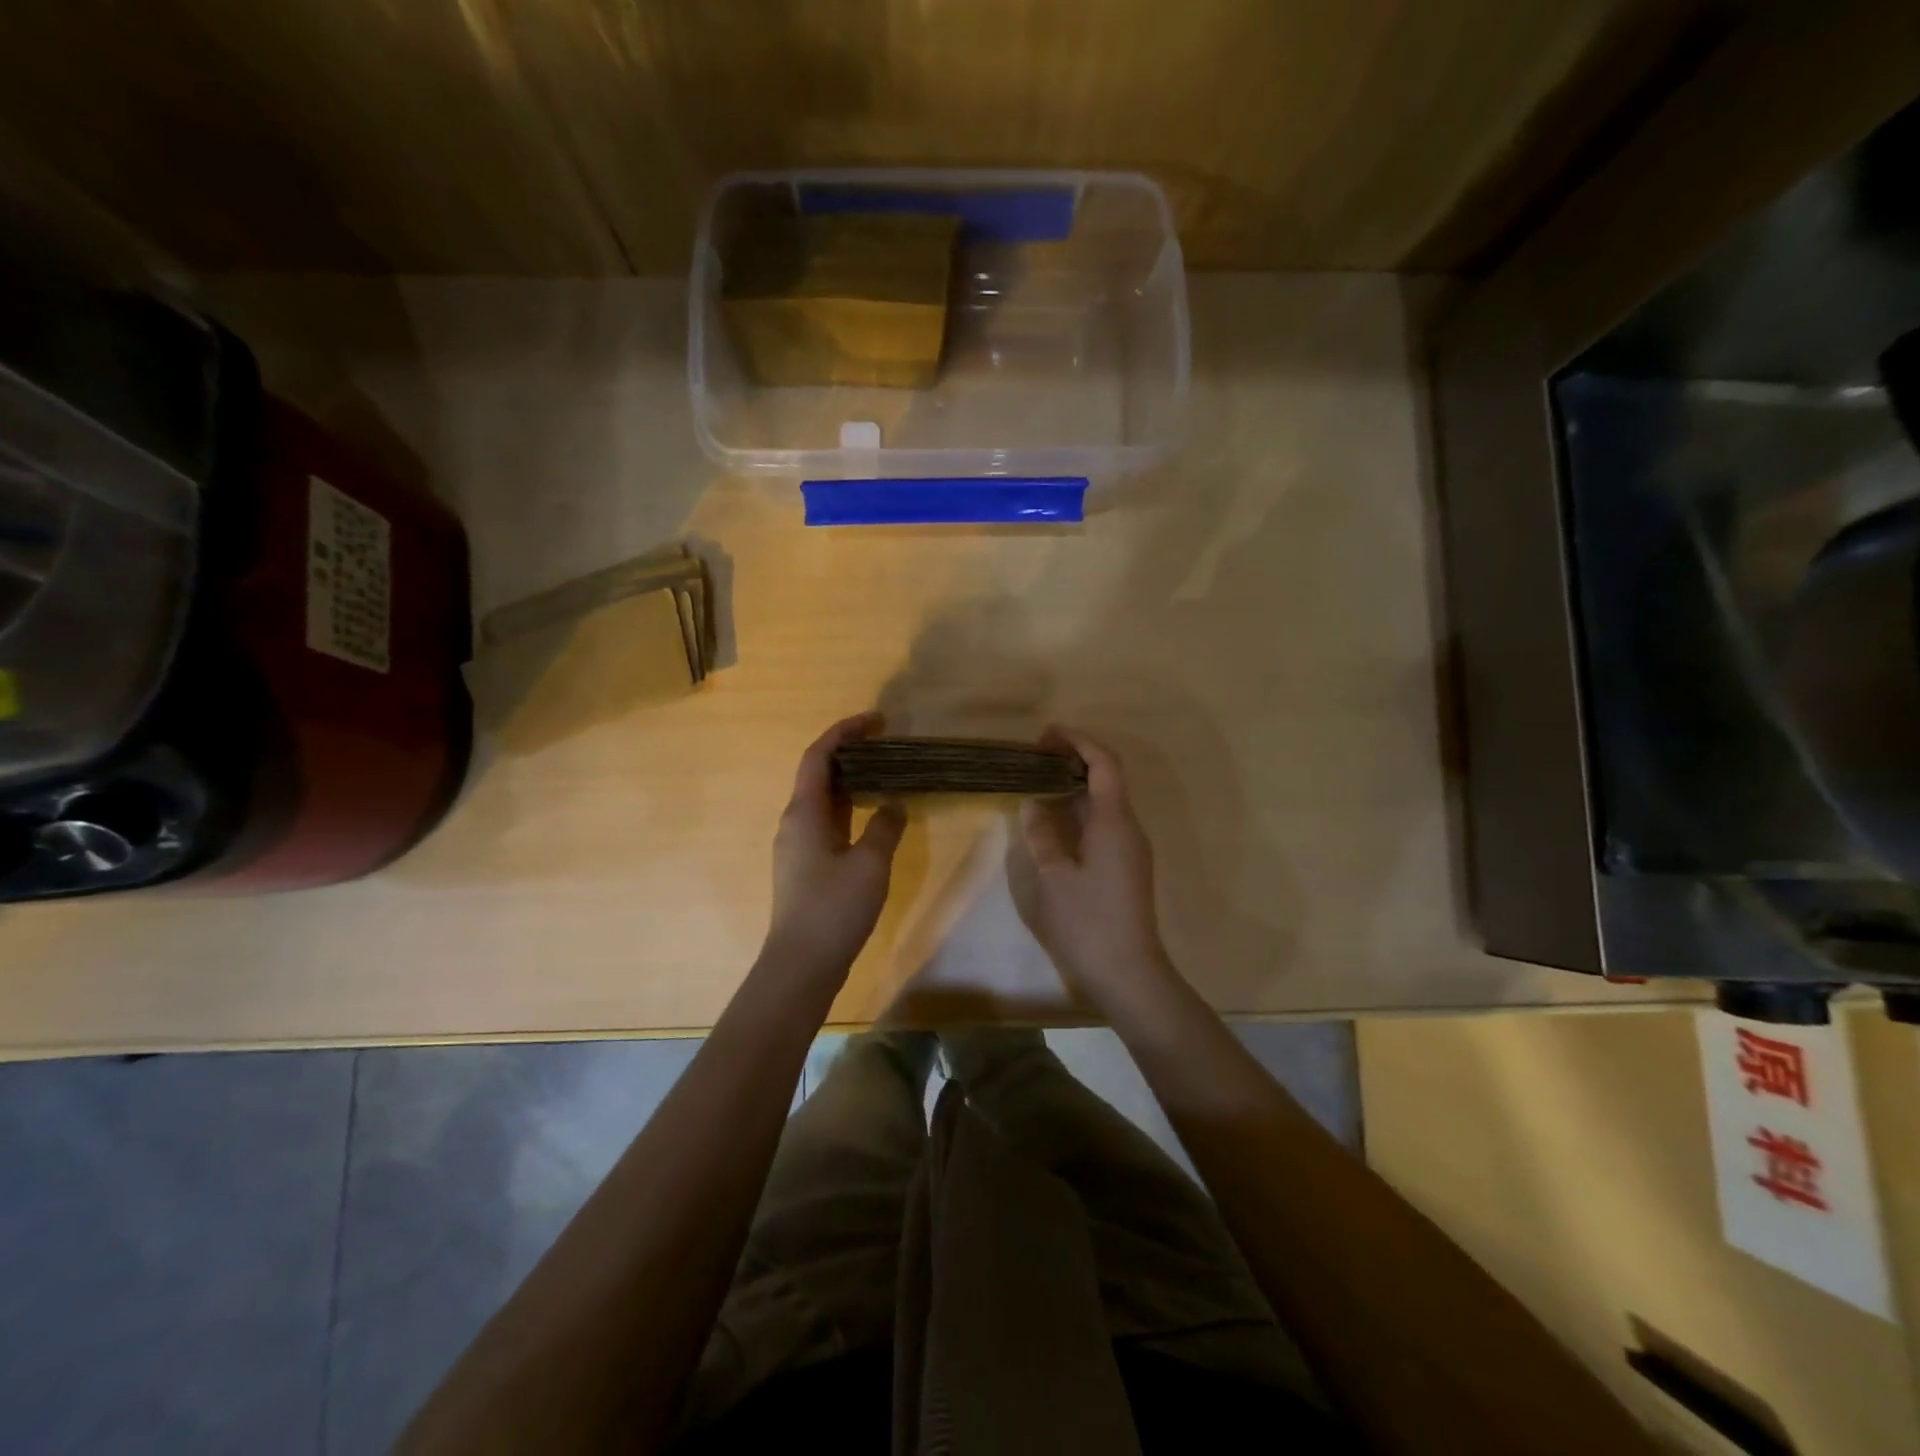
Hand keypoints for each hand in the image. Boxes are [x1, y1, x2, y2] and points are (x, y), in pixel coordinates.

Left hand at [763, 713, 906, 980]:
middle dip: (850, 753)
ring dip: (851, 782)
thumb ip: (884, 827)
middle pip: (819, 774)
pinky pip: (828, 823)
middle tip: (886, 744)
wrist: (802, 965)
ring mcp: (798, 846)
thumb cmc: (833, 908)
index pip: (819, 756)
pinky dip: (850, 809)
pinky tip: (873, 816)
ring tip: (885, 773)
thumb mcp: (870, 864)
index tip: (876, 721)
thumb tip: (893, 804)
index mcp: (803, 812)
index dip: (844, 732)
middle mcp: (794, 822)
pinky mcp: (807, 867)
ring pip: (824, 800)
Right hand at [1019, 727, 1177, 1005]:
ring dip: (1074, 786)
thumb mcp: (1054, 876)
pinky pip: (1103, 823)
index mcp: (1114, 822)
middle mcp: (1128, 828)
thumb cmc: (1088, 922)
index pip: (1103, 763)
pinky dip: (1079, 811)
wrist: (1128, 973)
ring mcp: (1130, 848)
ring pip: (1104, 802)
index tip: (1045, 735)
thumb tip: (1032, 803)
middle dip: (1073, 760)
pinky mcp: (1125, 866)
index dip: (1077, 741)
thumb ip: (1042, 834)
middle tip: (1033, 758)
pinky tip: (1054, 821)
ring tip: (1037, 782)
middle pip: (1106, 778)